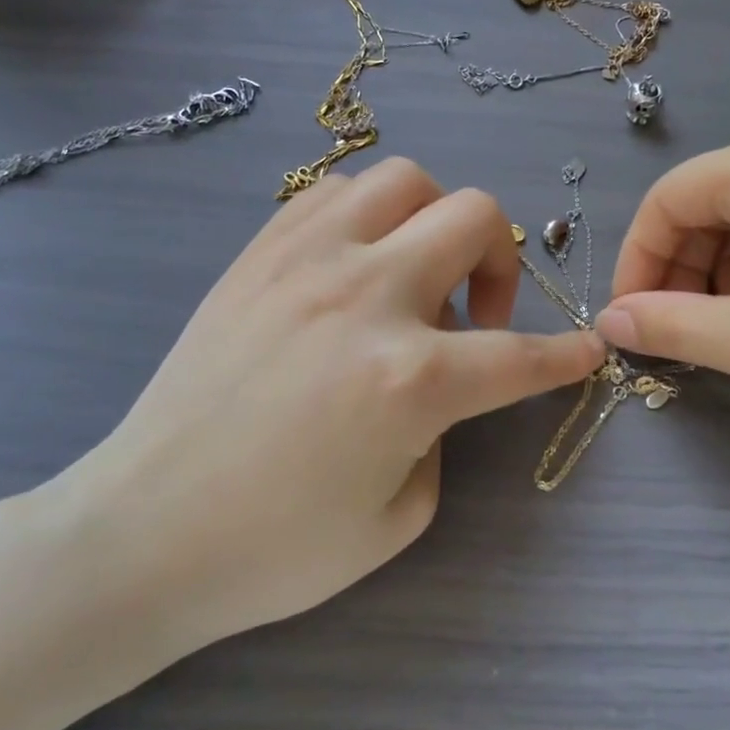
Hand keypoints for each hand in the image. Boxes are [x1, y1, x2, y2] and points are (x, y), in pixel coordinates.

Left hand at [54, 158, 603, 656]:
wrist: (144, 530)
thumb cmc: (276, 548)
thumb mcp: (400, 515)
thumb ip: (442, 432)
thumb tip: (438, 382)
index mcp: (411, 378)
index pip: (521, 354)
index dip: (566, 355)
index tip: (585, 349)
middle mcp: (368, 296)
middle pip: (475, 218)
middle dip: (503, 262)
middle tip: (479, 313)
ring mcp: (307, 261)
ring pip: (406, 181)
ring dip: (434, 221)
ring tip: (415, 274)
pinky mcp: (259, 253)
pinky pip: (335, 192)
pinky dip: (369, 214)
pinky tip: (357, 262)